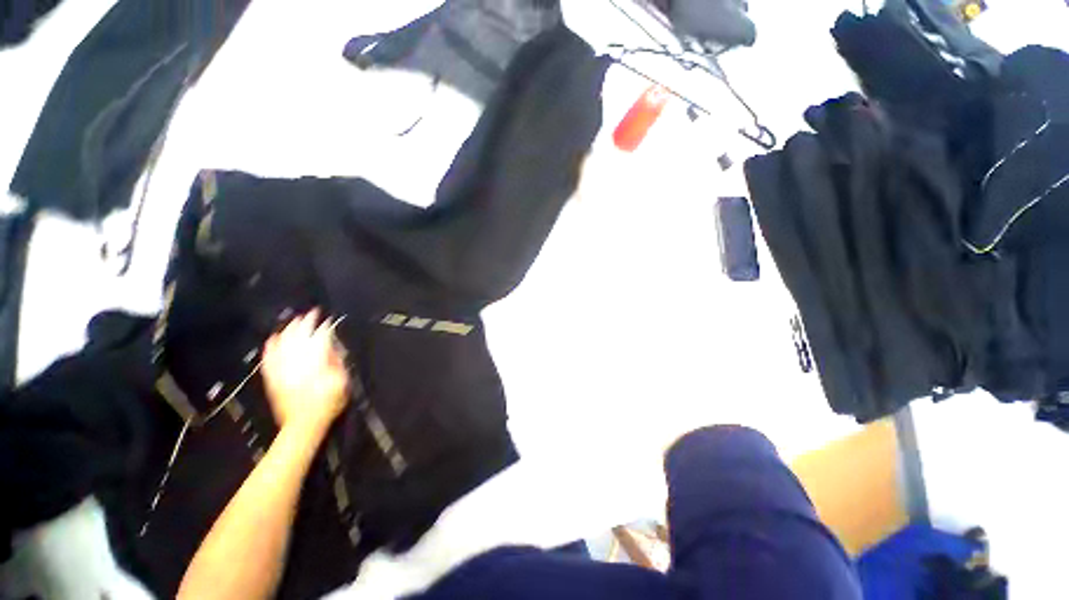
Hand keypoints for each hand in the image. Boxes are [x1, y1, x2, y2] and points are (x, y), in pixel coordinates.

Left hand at [262, 309, 349, 435]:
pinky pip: (269, 358)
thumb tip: (333, 348)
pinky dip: (270, 347)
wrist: (304, 424)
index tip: (329, 321)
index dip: (325, 328)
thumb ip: (337, 362)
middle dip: (306, 323)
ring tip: (294, 321)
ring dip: (289, 330)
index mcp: (316, 364)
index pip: (320, 339)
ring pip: (283, 344)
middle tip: (312, 314)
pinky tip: (272, 338)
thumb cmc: (327, 404)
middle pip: (300, 337)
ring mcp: (282, 370)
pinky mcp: (273, 378)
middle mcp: (297, 364)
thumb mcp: (342, 382)